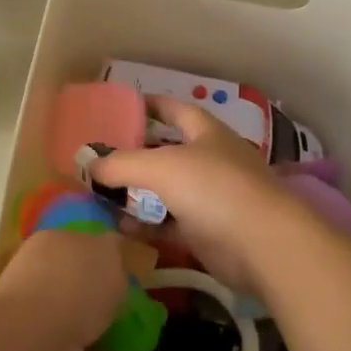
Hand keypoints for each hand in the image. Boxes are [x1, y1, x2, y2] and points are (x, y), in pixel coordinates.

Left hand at [0, 230, 171, 350]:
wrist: (35, 347)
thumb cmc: (71, 284)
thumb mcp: (104, 249)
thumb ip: (114, 248)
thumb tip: (115, 249)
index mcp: (49, 251)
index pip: (78, 247)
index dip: (105, 253)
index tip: (137, 263)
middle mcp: (46, 290)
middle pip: (86, 293)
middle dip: (116, 301)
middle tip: (152, 303)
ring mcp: (52, 336)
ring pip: (95, 335)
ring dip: (128, 340)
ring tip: (164, 338)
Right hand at [90, 97, 303, 291]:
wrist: (262, 245)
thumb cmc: (213, 188)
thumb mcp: (159, 167)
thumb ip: (120, 164)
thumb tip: (88, 166)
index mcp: (206, 133)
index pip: (175, 109)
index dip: (150, 105)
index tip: (122, 106)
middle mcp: (211, 161)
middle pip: (167, 152)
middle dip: (135, 154)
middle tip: (100, 157)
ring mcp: (211, 198)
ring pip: (166, 191)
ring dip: (136, 193)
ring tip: (100, 194)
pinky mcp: (208, 232)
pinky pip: (169, 224)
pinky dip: (147, 225)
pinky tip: (119, 227)